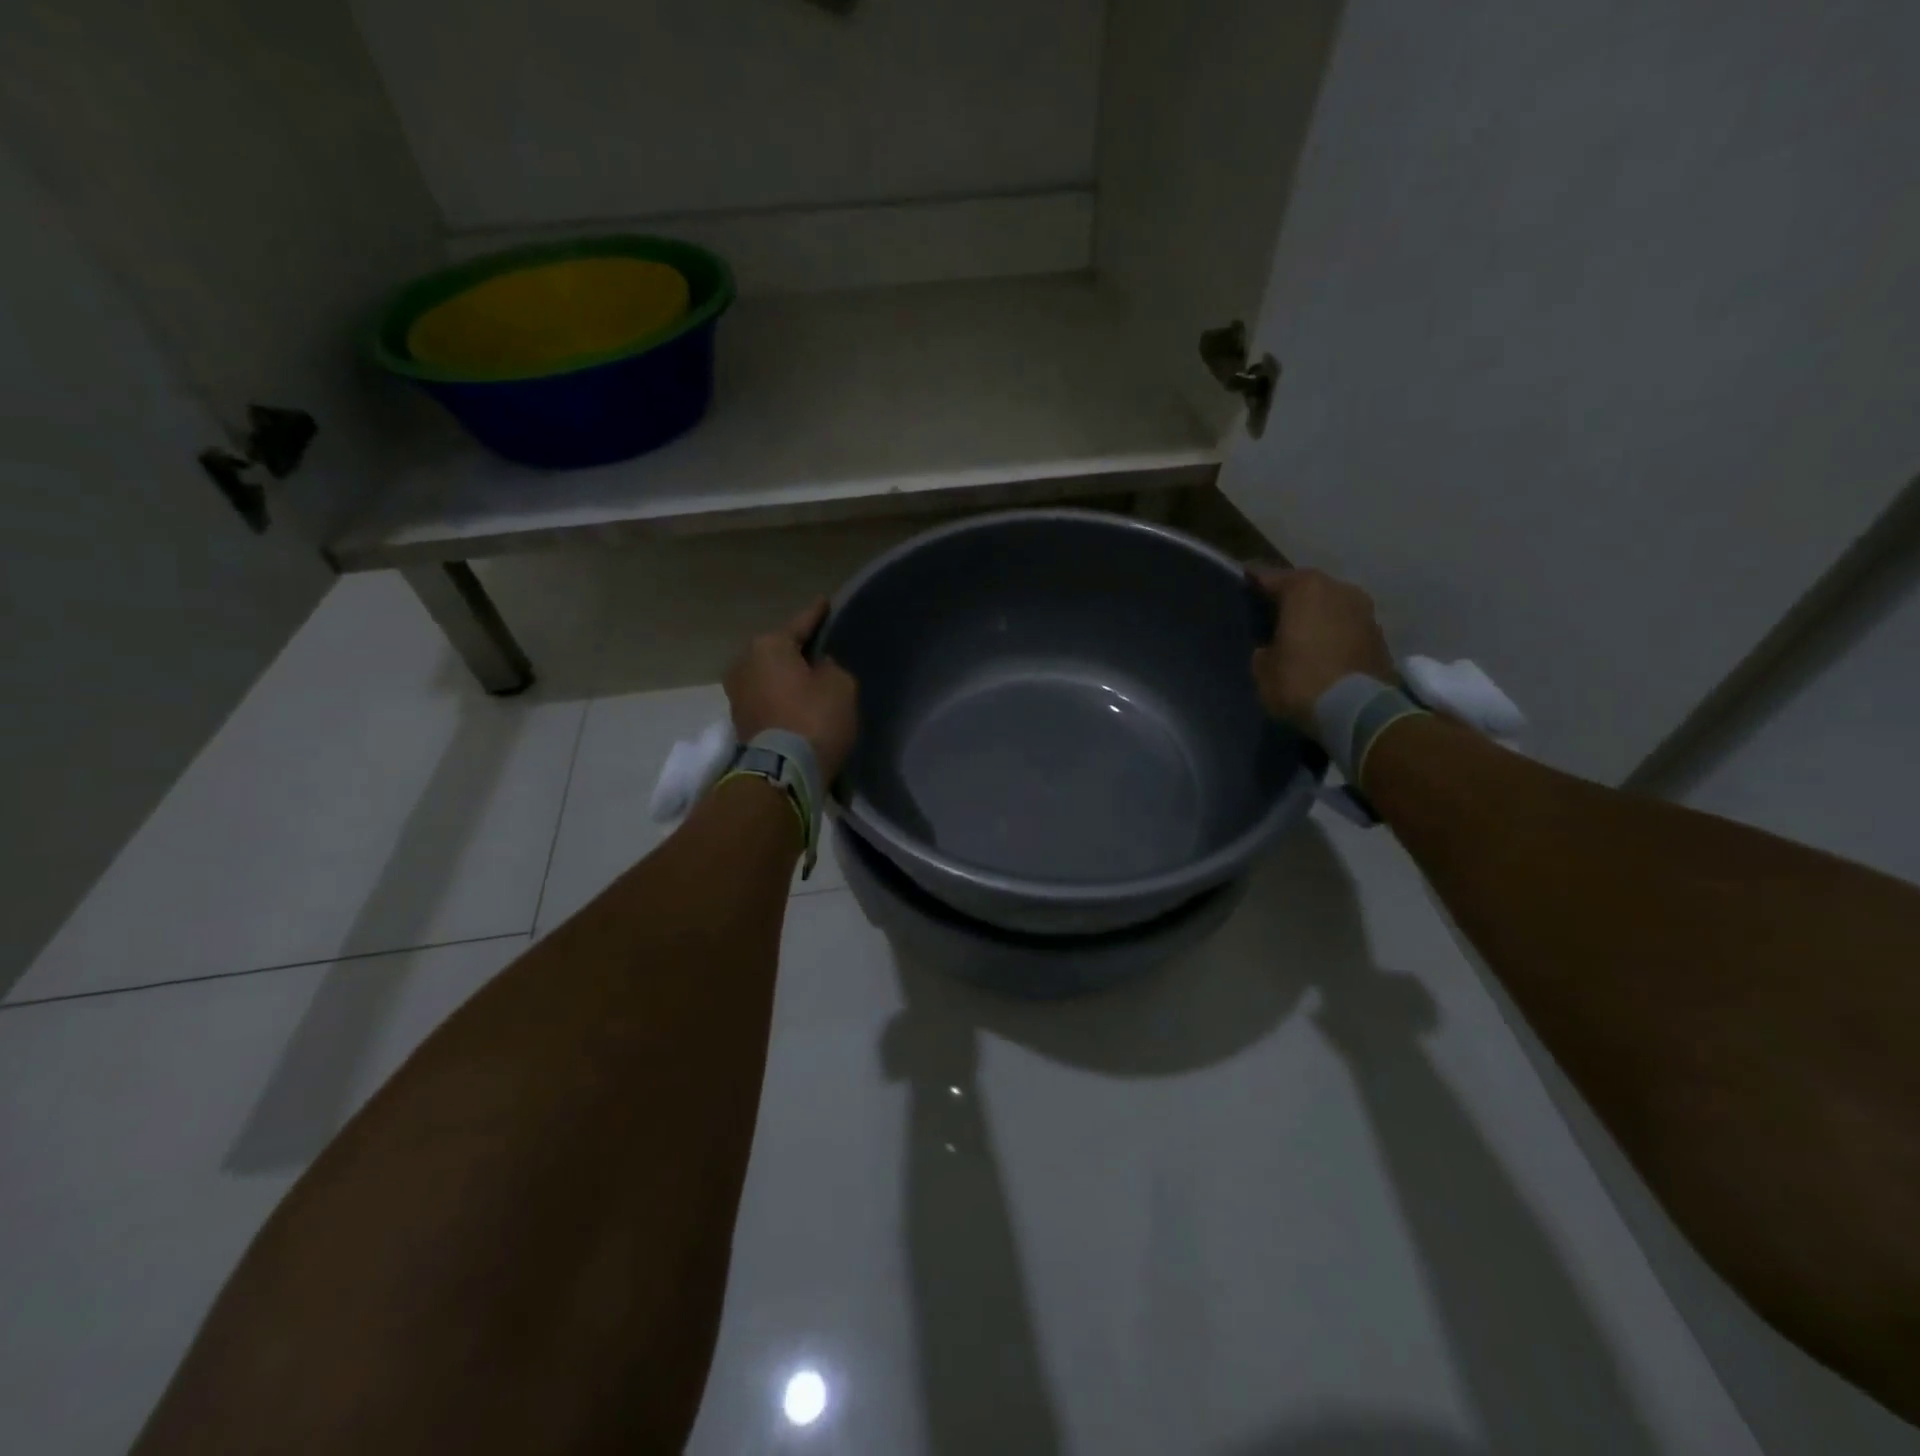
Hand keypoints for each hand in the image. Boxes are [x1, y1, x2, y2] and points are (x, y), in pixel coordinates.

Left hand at [725, 599, 858, 782]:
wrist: (785, 772)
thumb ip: (831, 668)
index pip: (800, 624)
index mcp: (768, 645)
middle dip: (797, 650)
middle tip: (820, 647)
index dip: (817, 614)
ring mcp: (737, 694)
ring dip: (787, 677)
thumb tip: (817, 669)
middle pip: (778, 650)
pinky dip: (782, 697)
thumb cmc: (815, 718)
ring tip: (810, 676)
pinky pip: (767, 698)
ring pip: (770, 676)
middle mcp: (744, 663)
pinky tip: (798, 700)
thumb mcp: (840, 684)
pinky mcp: (741, 722)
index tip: (825, 602)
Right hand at [1248, 567, 1395, 732]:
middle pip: (1306, 587)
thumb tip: (1271, 649)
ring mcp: (1364, 610)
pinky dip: (1333, 633)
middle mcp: (1338, 589)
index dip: (1252, 580)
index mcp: (1305, 588)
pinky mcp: (1380, 635)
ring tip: (1298, 633)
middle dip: (1289, 599)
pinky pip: (1346, 626)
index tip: (1241, 580)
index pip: (1270, 577)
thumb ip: (1265, 650)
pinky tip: (1321, 649)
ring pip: (1330, 605)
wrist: (1359, 711)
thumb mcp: (1263, 669)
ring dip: (1315, 616)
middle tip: (1270, 612)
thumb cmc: (1301, 681)